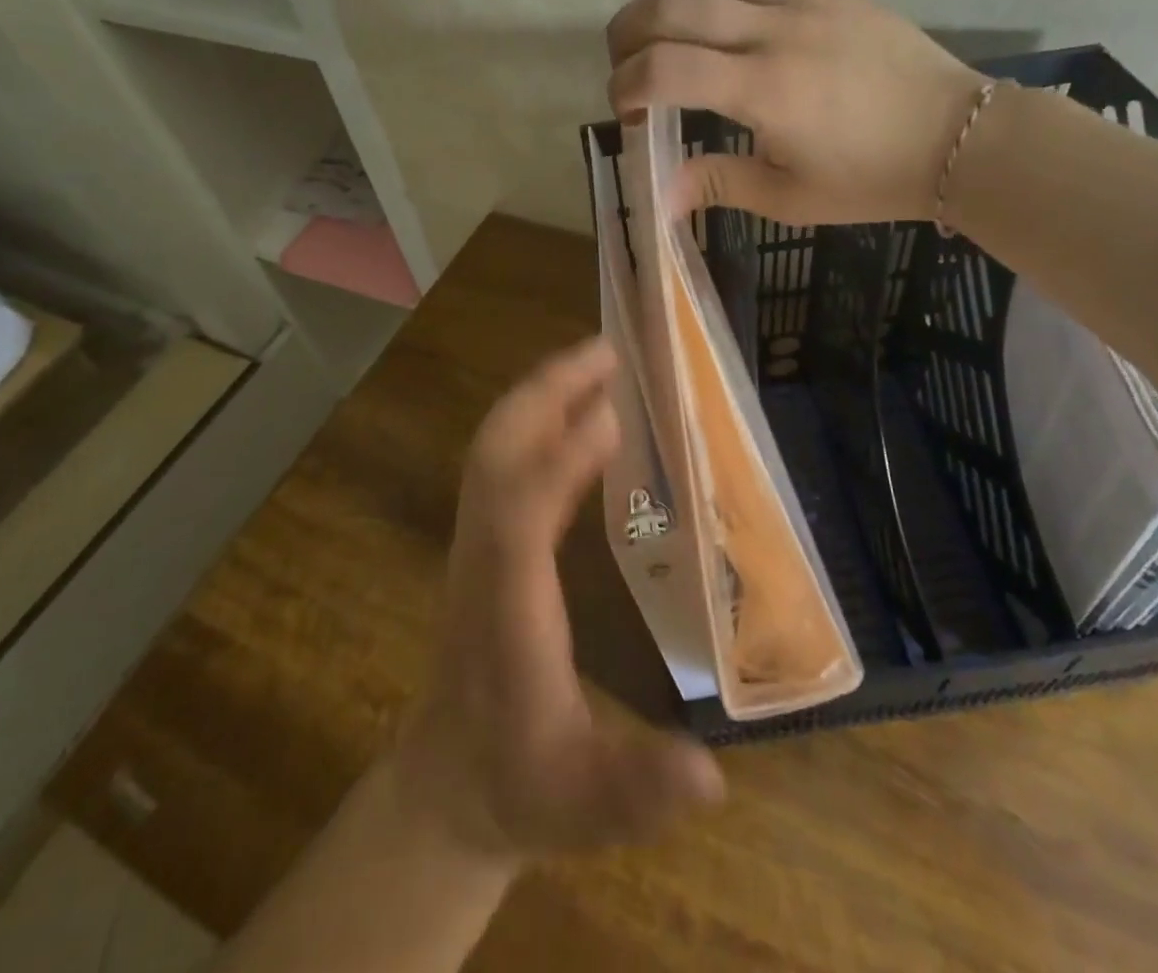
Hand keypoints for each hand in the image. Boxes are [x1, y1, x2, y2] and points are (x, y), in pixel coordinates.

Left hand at [393, 338, 724, 860]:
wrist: (447, 785)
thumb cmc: (520, 786)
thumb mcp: (584, 805)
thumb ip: (640, 791)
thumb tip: (710, 774)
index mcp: (508, 615)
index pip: (518, 524)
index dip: (557, 466)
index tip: (609, 416)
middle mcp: (483, 562)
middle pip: (494, 458)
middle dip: (543, 395)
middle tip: (606, 351)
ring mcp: (477, 545)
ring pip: (493, 449)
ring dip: (541, 395)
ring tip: (598, 361)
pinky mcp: (484, 541)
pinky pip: (504, 462)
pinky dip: (539, 420)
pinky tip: (581, 410)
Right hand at [607, 0, 986, 224]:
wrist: (957, 137)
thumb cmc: (871, 177)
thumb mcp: (791, 197)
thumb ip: (720, 184)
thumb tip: (661, 196)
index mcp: (764, 90)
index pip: (665, 68)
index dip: (626, 84)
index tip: (626, 109)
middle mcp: (777, 30)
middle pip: (675, 3)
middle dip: (629, 27)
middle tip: (623, 54)